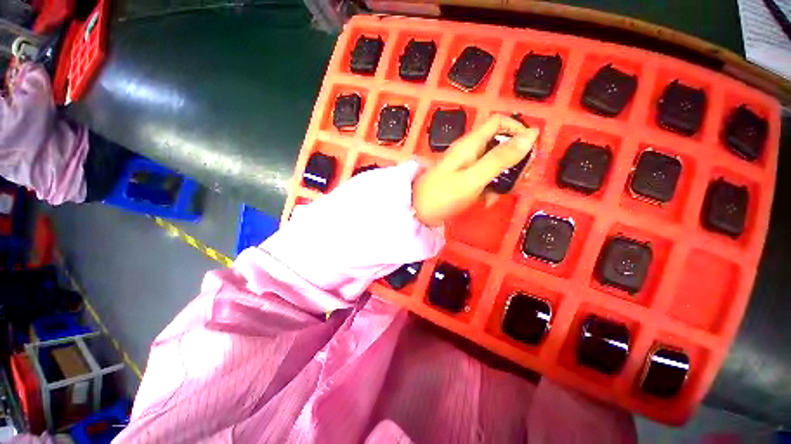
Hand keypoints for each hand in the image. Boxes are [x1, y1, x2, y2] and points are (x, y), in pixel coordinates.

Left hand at [413, 114, 539, 225]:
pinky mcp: (463, 180)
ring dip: (503, 179)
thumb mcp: (474, 178)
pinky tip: (486, 202)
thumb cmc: (443, 196)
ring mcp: (465, 167)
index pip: (499, 122)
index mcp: (470, 144)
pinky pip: (483, 179)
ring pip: (494, 164)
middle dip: (514, 160)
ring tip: (500, 195)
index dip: (518, 130)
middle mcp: (469, 151)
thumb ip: (501, 158)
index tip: (530, 150)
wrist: (418, 213)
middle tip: (521, 179)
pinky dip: (489, 189)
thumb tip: (531, 134)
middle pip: (500, 144)